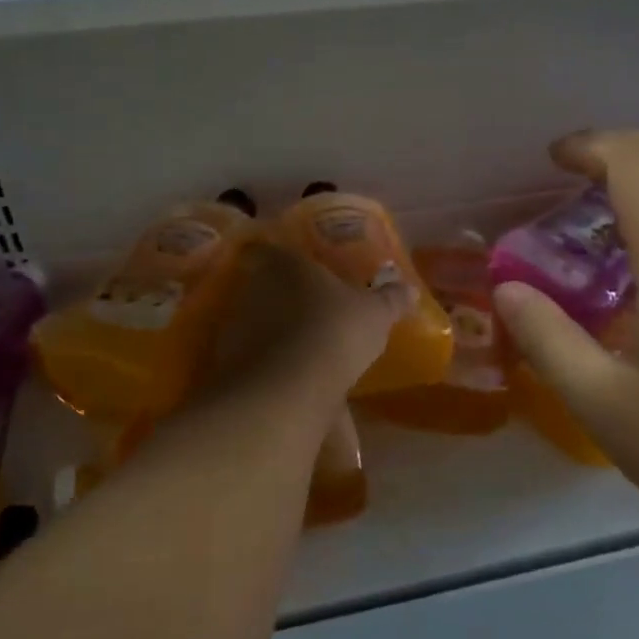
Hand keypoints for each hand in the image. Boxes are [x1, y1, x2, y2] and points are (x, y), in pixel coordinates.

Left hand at [209, 241, 406, 402]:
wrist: (286, 389)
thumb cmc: (334, 331)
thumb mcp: (375, 315)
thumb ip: (390, 300)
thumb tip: (410, 289)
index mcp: (286, 265)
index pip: (272, 249)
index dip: (282, 256)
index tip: (297, 267)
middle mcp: (254, 288)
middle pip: (264, 286)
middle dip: (284, 298)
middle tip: (310, 311)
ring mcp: (236, 327)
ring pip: (256, 323)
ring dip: (275, 334)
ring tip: (303, 351)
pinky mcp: (229, 364)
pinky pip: (253, 359)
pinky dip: (268, 367)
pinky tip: (291, 382)